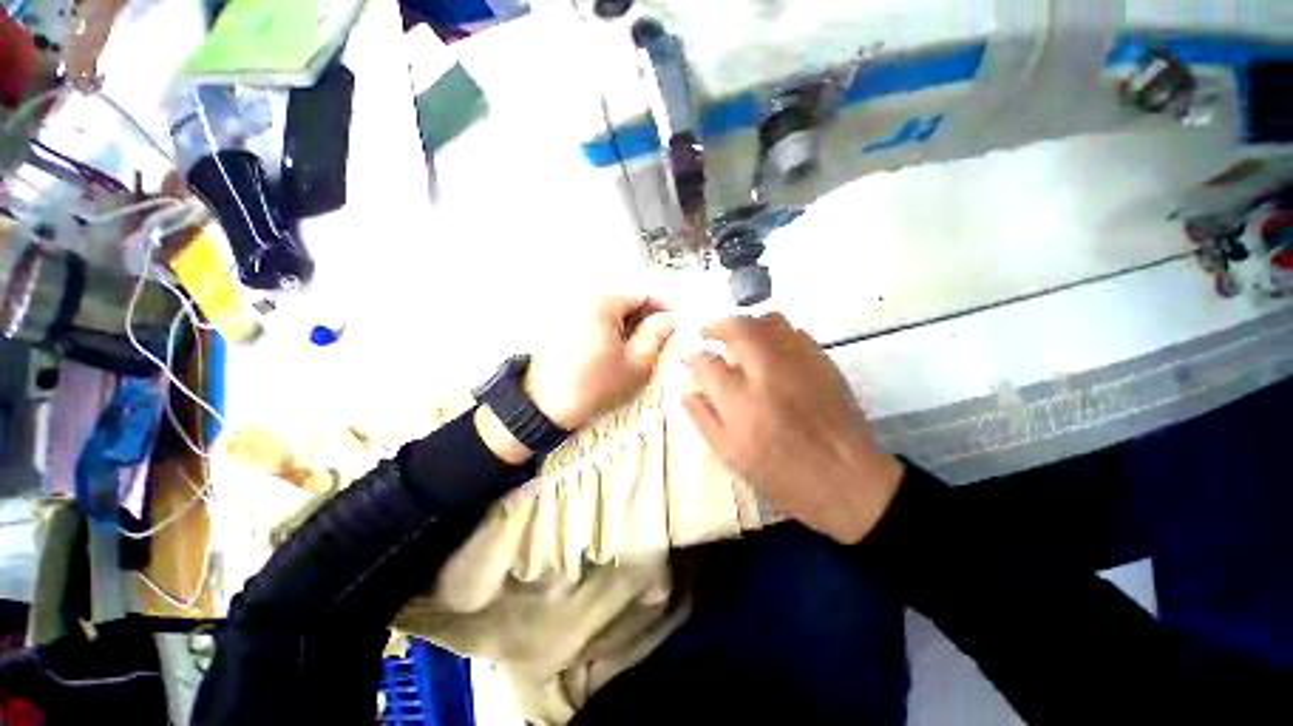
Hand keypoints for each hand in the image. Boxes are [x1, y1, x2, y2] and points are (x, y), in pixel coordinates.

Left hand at [525, 292, 675, 430]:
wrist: (546, 407)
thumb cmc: (595, 386)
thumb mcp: (637, 362)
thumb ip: (658, 334)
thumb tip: (671, 318)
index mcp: (603, 301)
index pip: (644, 292)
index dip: (666, 308)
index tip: (678, 324)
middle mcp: (584, 295)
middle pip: (627, 298)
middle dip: (647, 316)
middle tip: (662, 338)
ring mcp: (571, 307)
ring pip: (613, 309)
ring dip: (630, 323)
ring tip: (640, 347)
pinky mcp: (563, 321)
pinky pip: (596, 316)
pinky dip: (612, 327)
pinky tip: (617, 348)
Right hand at [681, 314, 903, 543]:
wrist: (850, 483)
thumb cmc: (784, 477)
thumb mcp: (732, 456)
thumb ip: (704, 419)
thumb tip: (688, 391)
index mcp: (741, 402)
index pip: (707, 364)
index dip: (693, 358)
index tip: (689, 359)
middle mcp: (768, 374)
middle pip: (738, 329)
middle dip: (717, 324)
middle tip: (708, 331)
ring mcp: (799, 364)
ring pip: (769, 322)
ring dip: (746, 322)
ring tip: (737, 334)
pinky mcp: (824, 363)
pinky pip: (796, 332)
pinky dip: (776, 331)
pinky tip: (770, 347)